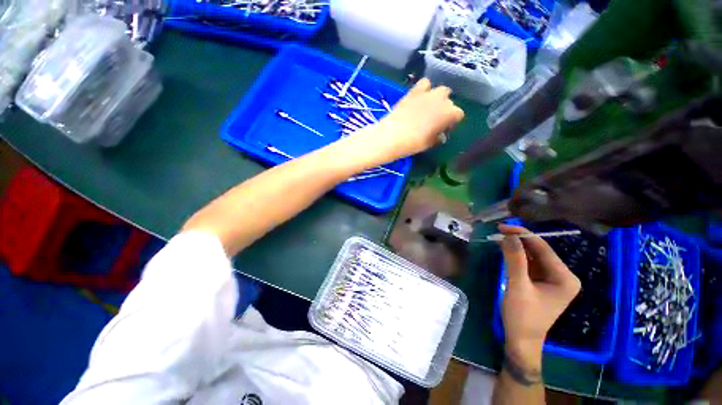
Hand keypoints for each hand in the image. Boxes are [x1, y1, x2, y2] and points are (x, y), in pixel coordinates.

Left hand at [358, 78, 464, 164]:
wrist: (393, 135)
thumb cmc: (414, 143)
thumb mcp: (430, 143)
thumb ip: (438, 137)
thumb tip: (440, 135)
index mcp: (449, 114)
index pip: (458, 114)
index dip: (451, 121)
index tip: (444, 128)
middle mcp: (442, 100)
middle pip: (449, 102)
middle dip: (445, 109)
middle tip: (435, 119)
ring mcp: (429, 93)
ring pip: (440, 90)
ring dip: (438, 98)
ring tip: (428, 107)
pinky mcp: (414, 91)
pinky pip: (424, 84)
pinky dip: (424, 89)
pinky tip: (419, 97)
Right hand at [498, 224, 580, 369]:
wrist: (521, 340)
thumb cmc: (522, 316)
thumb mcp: (517, 286)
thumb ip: (515, 260)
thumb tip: (509, 235)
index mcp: (565, 278)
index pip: (543, 249)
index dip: (523, 235)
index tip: (503, 226)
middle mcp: (562, 276)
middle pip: (539, 251)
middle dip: (519, 240)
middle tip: (498, 231)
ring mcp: (552, 280)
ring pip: (533, 256)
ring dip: (516, 247)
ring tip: (498, 238)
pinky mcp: (541, 282)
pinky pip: (529, 264)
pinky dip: (516, 256)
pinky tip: (505, 250)